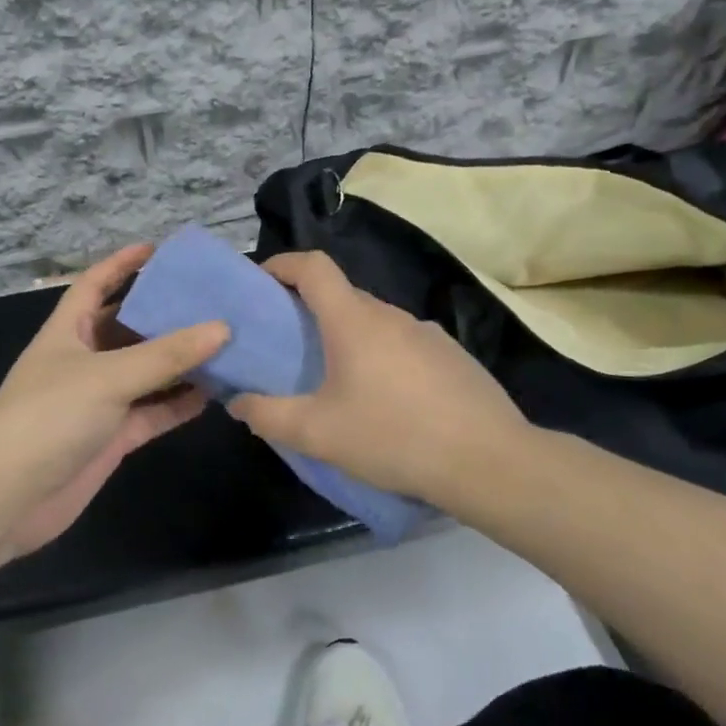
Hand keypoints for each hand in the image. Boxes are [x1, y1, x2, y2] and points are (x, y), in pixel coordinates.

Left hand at [0, 244, 229, 562]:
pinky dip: (179, 403)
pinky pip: (153, 412)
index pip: (95, 284)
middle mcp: (84, 361)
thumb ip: (166, 355)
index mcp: (68, 331)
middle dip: (165, 314)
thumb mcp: (109, 376)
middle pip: (129, 328)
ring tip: (226, 343)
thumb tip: (222, 328)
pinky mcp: (113, 437)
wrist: (8, 498)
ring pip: (147, 373)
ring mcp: (99, 401)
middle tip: (212, 300)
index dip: (122, 264)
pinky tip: (216, 392)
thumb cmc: (49, 416)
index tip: (159, 249)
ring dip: (180, 362)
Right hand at [226, 251, 528, 504]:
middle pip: (342, 295)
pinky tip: (386, 401)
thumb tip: (237, 401)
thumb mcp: (318, 434)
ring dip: (348, 337)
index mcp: (354, 321)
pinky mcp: (452, 356)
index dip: (282, 264)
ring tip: (336, 380)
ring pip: (375, 322)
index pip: (313, 267)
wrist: (488, 461)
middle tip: (290, 346)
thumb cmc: (393, 437)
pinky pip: (404, 344)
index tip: (261, 282)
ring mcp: (428, 333)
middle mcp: (391, 315)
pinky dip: (382, 356)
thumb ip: (268, 415)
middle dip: (310, 309)